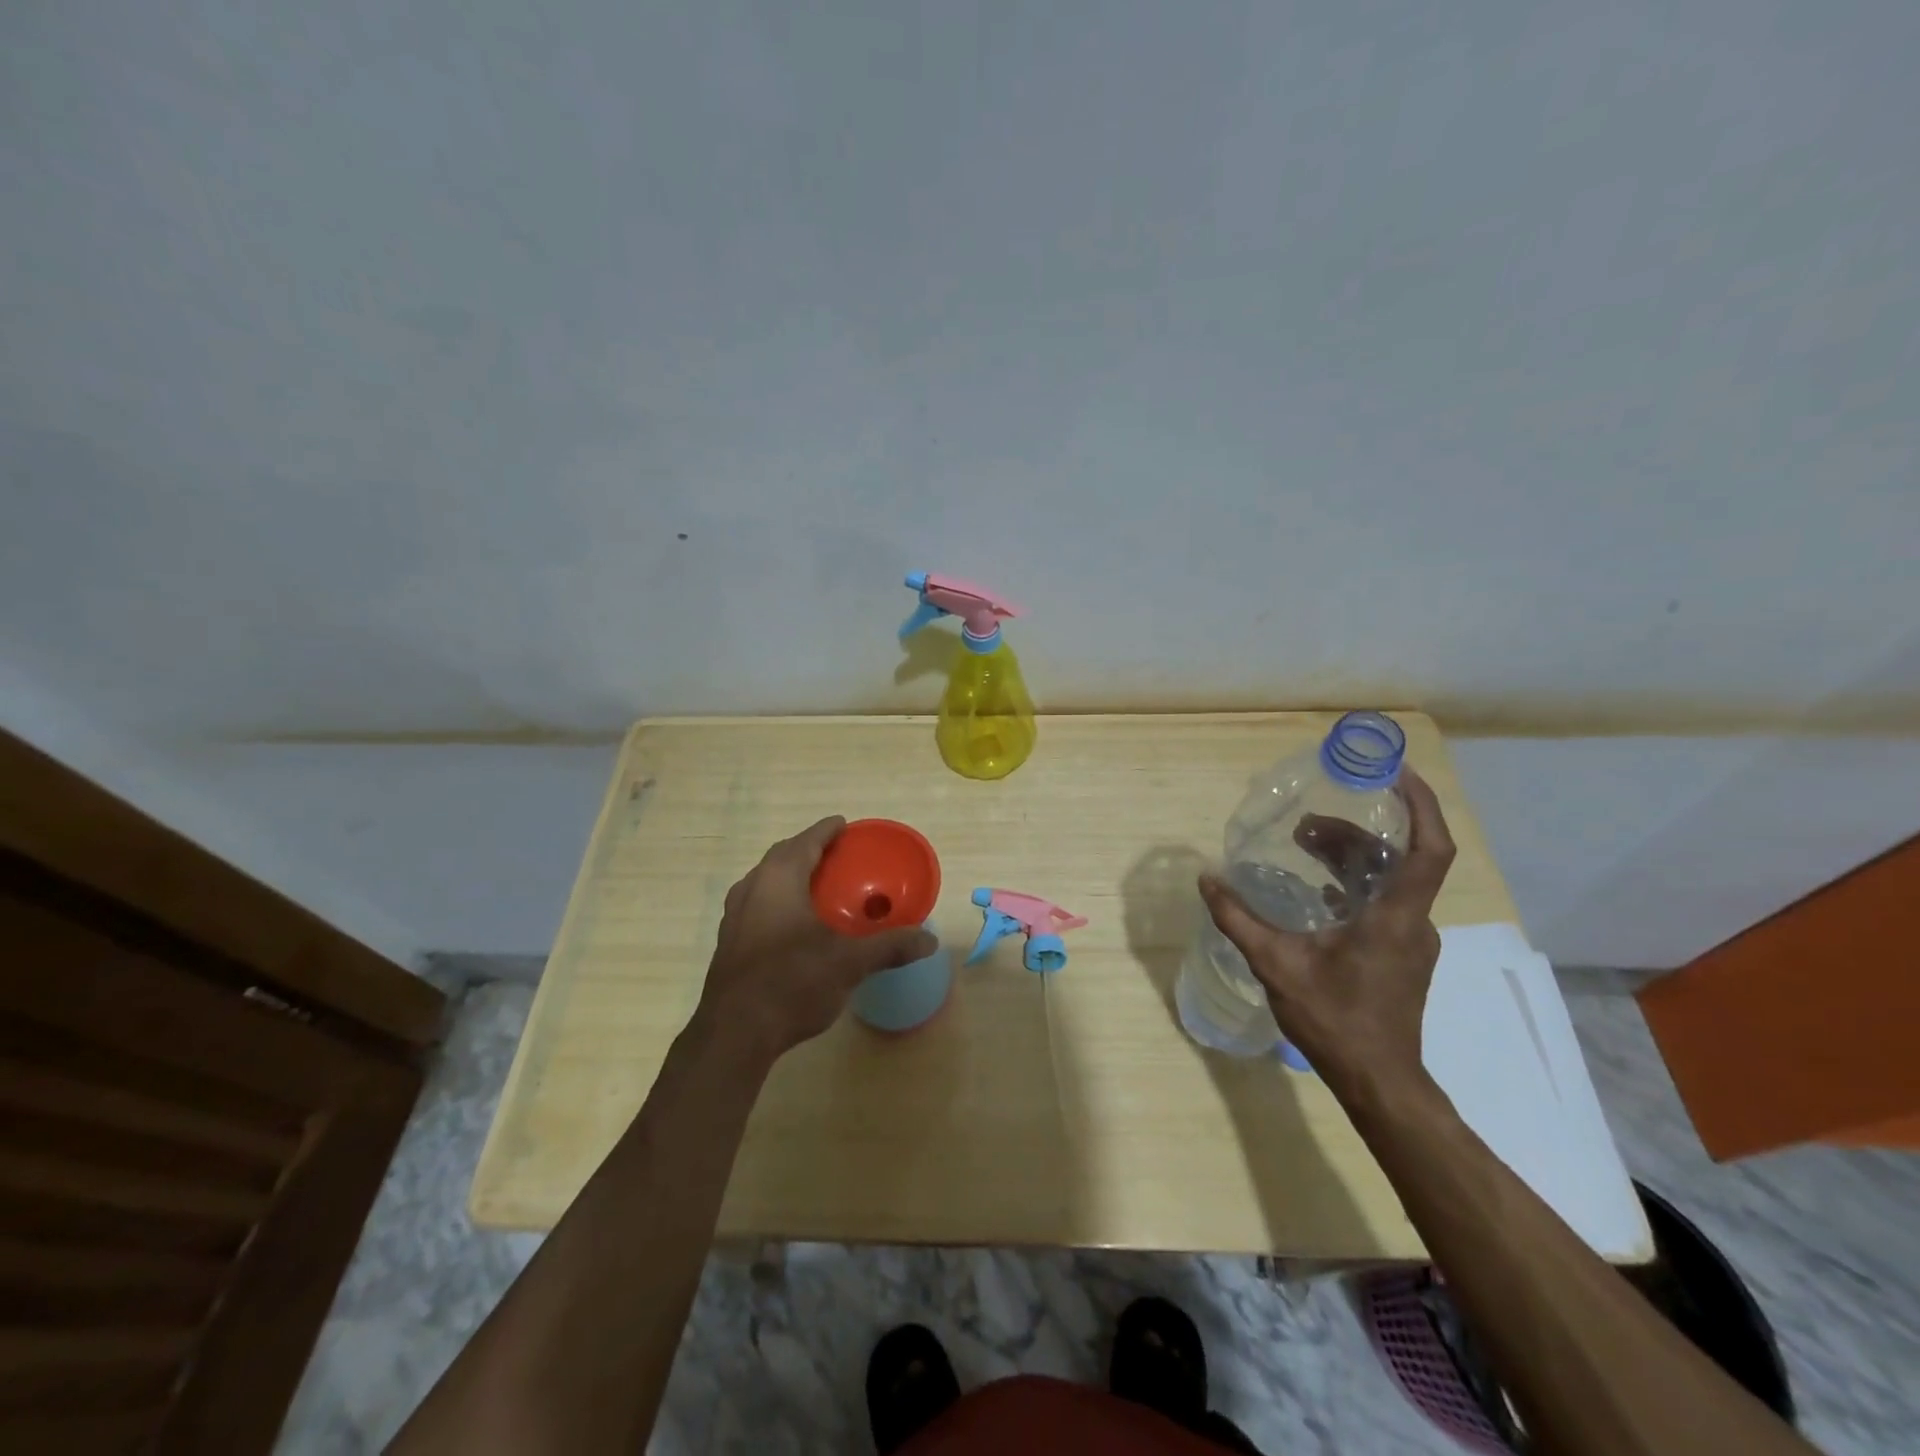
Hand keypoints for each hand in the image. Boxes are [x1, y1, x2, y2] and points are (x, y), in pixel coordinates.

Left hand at [694, 817, 936, 1067]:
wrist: (734, 1035)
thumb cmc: (792, 982)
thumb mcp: (848, 963)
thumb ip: (889, 947)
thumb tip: (929, 941)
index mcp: (778, 879)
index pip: (805, 841)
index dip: (826, 831)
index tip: (844, 825)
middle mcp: (751, 889)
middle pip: (782, 857)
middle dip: (808, 850)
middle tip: (836, 855)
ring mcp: (734, 917)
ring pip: (765, 882)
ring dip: (791, 877)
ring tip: (818, 887)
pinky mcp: (729, 944)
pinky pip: (758, 906)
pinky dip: (780, 902)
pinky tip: (796, 926)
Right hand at [1197, 766, 1455, 1095]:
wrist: (1378, 1082)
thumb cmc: (1335, 1020)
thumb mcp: (1276, 965)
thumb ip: (1238, 919)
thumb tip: (1207, 878)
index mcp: (1394, 917)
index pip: (1428, 850)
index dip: (1421, 807)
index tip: (1397, 774)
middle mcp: (1412, 922)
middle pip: (1397, 859)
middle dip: (1355, 831)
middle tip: (1307, 823)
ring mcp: (1411, 942)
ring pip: (1391, 881)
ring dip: (1352, 857)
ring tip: (1305, 846)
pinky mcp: (1402, 956)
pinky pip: (1385, 903)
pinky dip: (1355, 884)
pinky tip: (1320, 892)